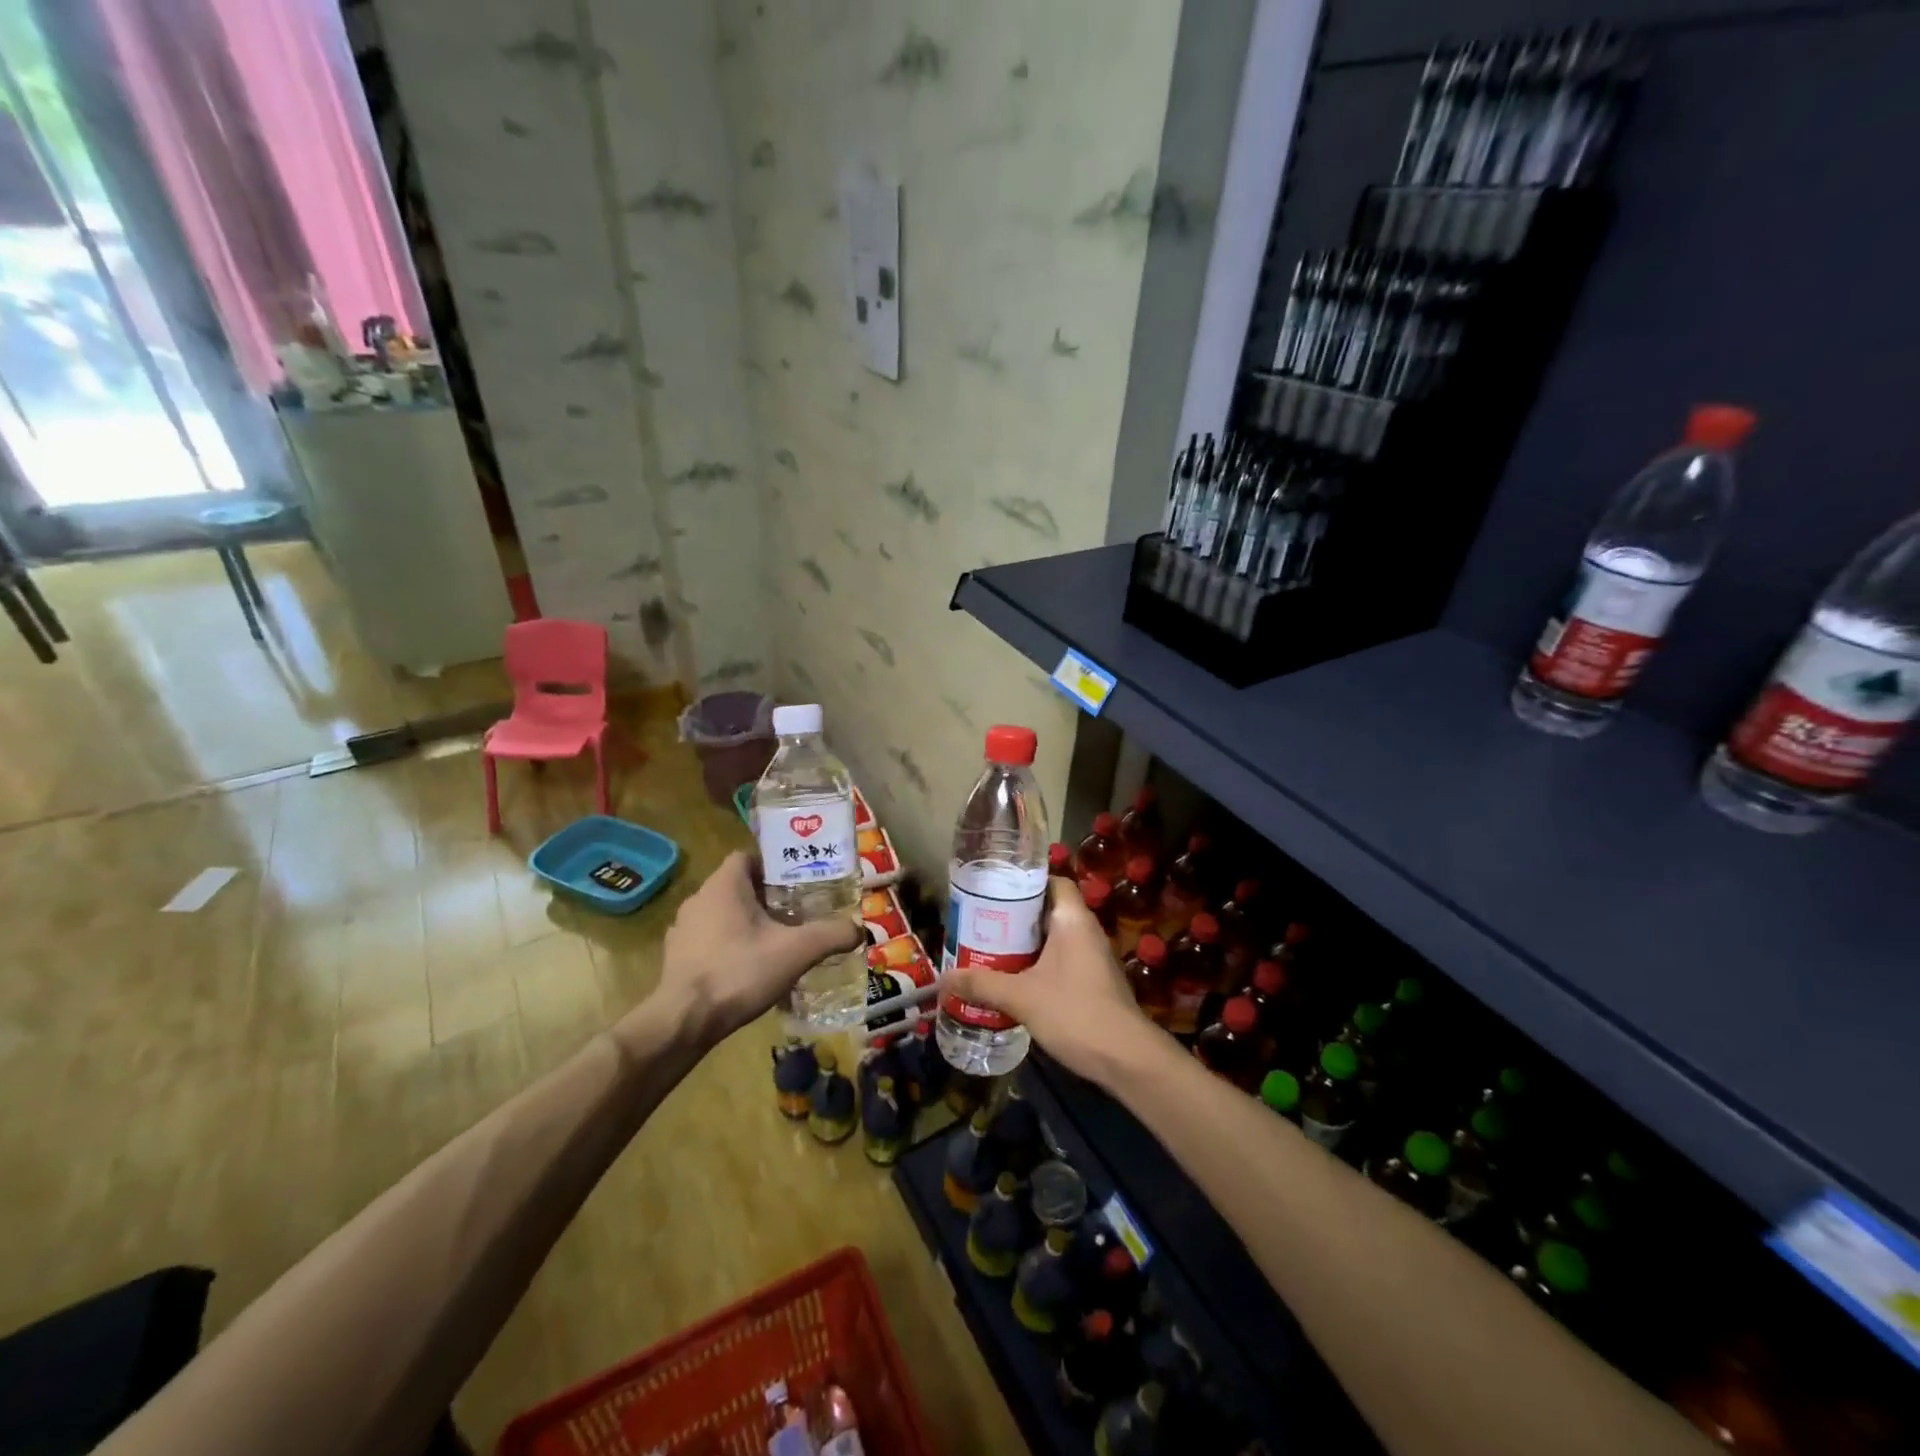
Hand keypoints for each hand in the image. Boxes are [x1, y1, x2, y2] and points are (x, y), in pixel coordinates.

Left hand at [649, 852, 863, 1045]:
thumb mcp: (796, 951)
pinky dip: (727, 947)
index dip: (772, 865)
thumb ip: (831, 935)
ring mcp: (682, 929)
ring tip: (774, 942)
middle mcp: (699, 898)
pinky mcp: (675, 957)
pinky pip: (708, 940)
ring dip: (745, 923)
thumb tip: (859, 929)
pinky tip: (747, 969)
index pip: (747, 857)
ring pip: (722, 914)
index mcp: (724, 885)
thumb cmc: (739, 971)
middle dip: (765, 897)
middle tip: (794, 914)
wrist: (683, 1021)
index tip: (796, 883)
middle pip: (737, 886)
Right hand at [943, 877, 1159, 1085]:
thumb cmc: (1075, 1013)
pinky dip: (1039, 964)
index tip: (996, 890)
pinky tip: (1014, 979)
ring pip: (1055, 938)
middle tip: (983, 922)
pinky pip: (1062, 961)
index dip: (1027, 882)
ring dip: (1027, 944)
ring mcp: (1093, 958)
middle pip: (1050, 910)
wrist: (1126, 1059)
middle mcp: (1086, 931)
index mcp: (1074, 920)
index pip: (1054, 881)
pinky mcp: (1094, 983)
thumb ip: (982, 984)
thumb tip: (943, 979)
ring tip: (991, 949)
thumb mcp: (1021, 997)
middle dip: (1017, 916)